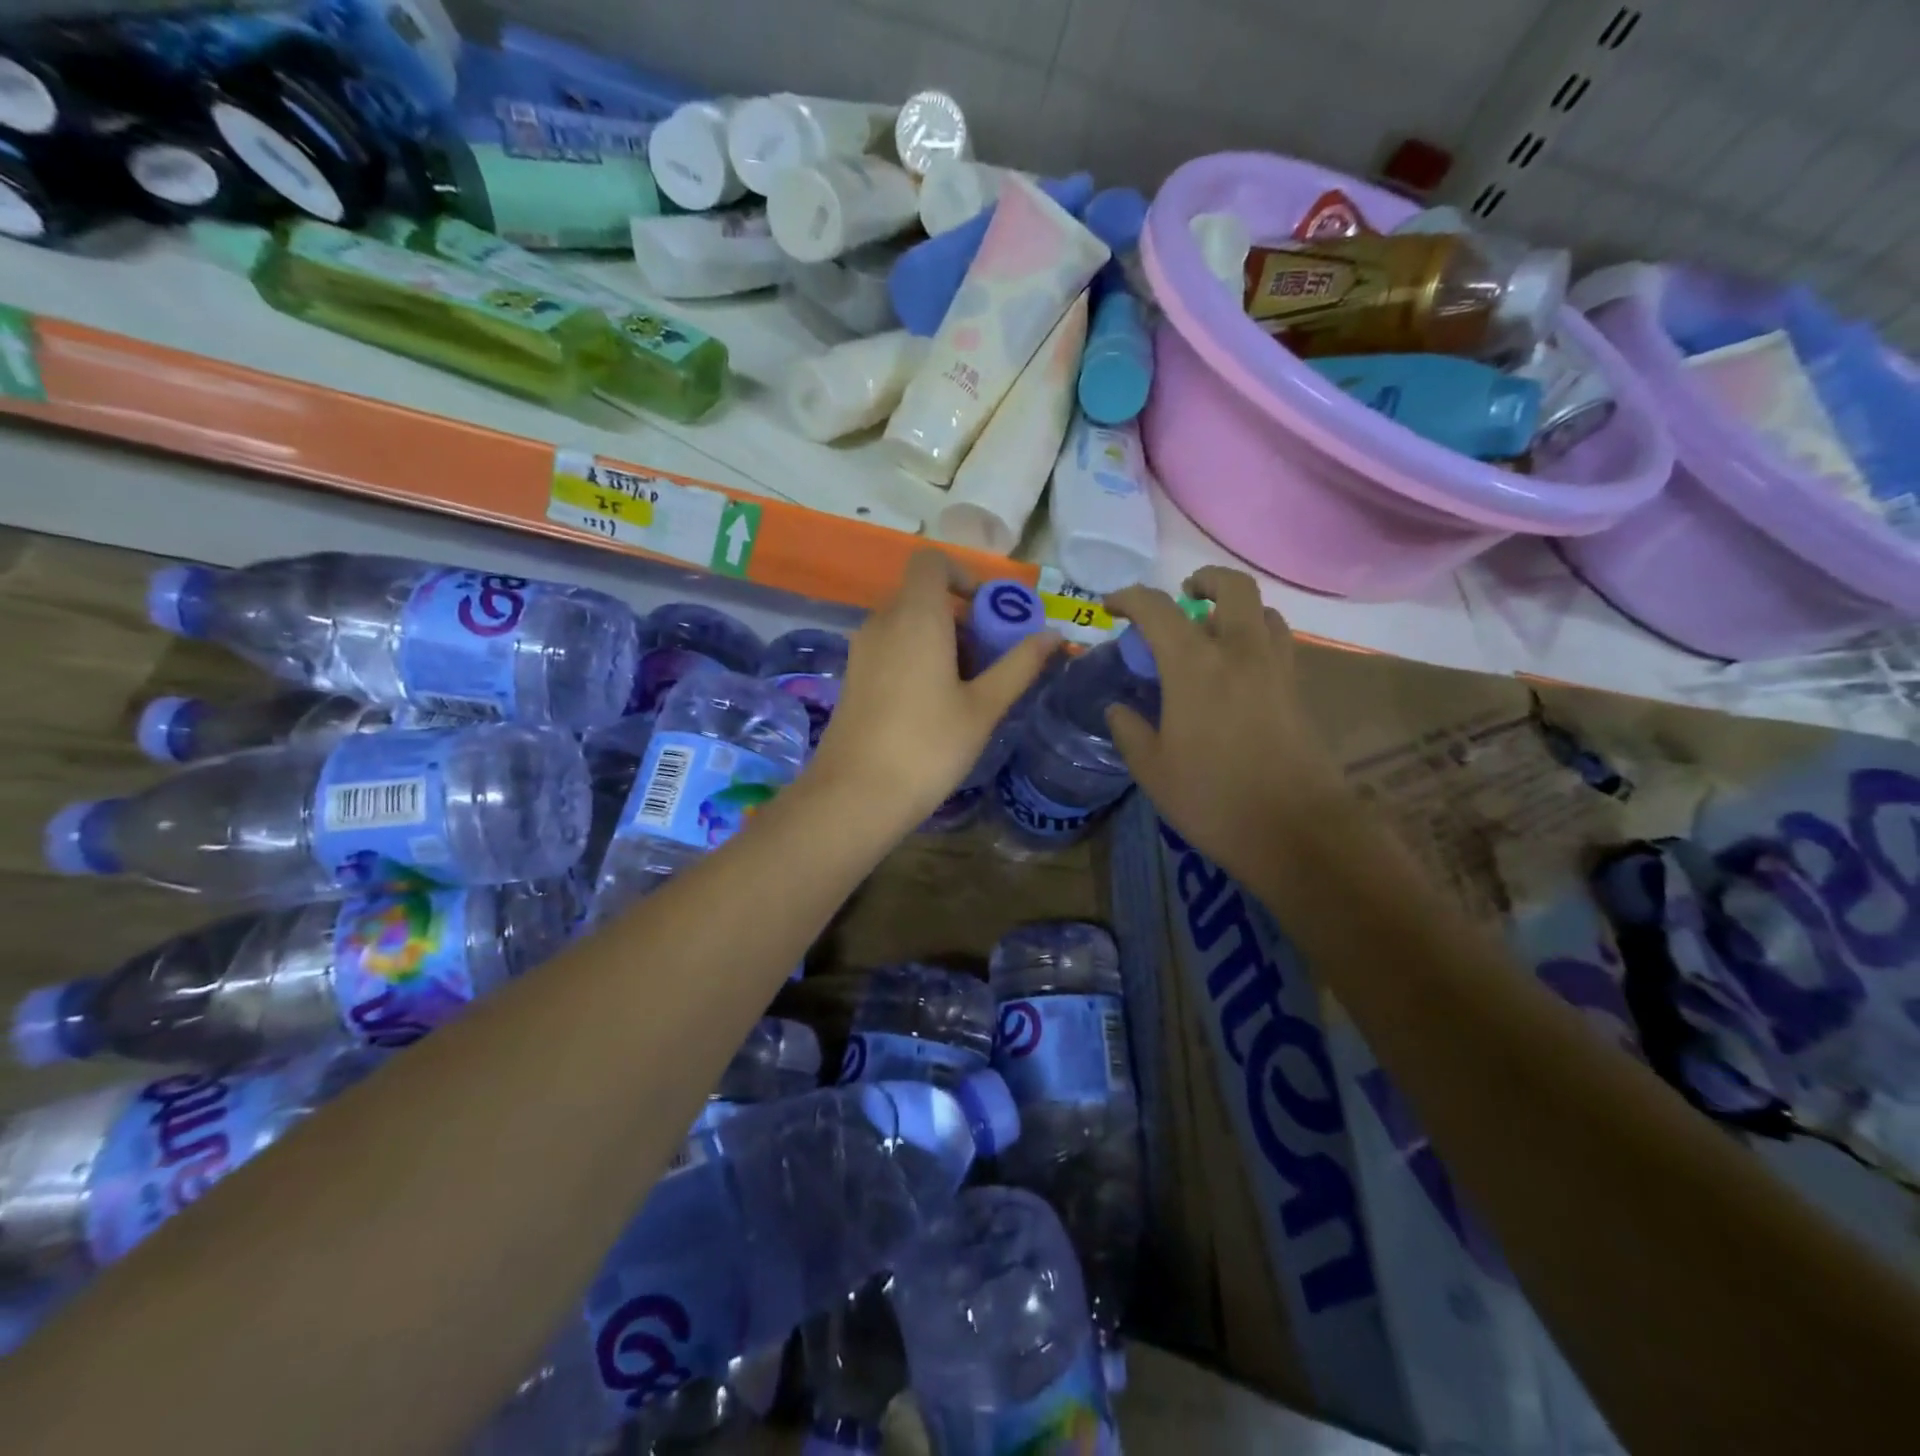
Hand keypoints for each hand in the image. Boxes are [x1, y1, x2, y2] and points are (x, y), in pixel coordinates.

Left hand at [809, 551, 1058, 826]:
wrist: (855, 796)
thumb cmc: (928, 747)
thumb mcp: (983, 707)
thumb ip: (1020, 665)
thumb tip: (1054, 634)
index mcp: (915, 616)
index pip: (932, 561)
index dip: (964, 575)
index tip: (991, 613)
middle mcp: (882, 622)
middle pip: (924, 595)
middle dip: (963, 618)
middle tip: (991, 661)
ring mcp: (862, 650)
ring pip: (908, 624)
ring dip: (942, 641)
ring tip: (969, 688)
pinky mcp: (853, 677)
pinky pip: (891, 647)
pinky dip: (917, 657)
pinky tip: (935, 705)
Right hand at [1105, 567, 1349, 882]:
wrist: (1296, 831)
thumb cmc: (1213, 798)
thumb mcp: (1152, 770)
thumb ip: (1129, 730)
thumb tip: (1118, 709)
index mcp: (1196, 664)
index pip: (1158, 608)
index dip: (1129, 598)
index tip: (1110, 606)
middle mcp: (1241, 651)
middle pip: (1232, 587)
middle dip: (1204, 579)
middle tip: (1183, 595)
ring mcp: (1277, 669)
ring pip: (1263, 611)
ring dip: (1235, 609)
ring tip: (1212, 633)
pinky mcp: (1298, 691)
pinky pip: (1278, 642)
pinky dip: (1255, 637)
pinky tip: (1238, 671)